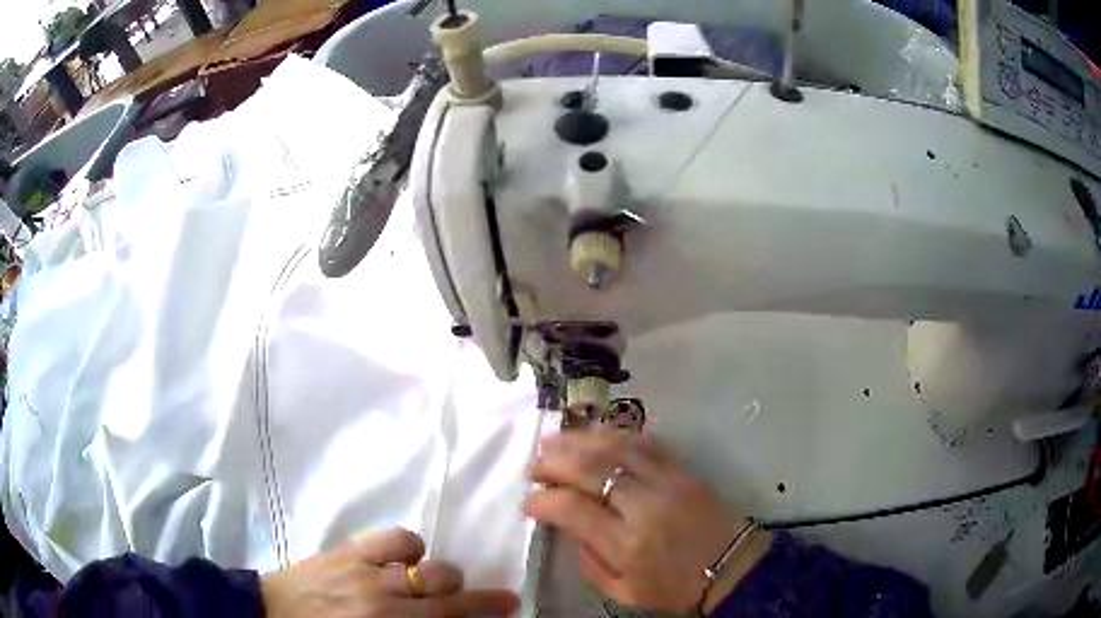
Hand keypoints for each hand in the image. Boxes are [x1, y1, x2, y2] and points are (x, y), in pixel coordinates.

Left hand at [261, 527, 519, 616]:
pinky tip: (406, 557)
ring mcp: (366, 570)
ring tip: (430, 583)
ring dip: (441, 576)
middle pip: (448, 591)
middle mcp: (386, 600)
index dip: (485, 611)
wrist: (267, 614)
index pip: (450, 617)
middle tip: (470, 601)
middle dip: (470, 596)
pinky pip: (395, 539)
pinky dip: (410, 547)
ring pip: (429, 565)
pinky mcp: (348, 550)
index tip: (510, 605)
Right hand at [525, 432, 770, 614]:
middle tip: (533, 464)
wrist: (731, 567)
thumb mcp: (624, 593)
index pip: (571, 507)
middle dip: (553, 462)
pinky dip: (616, 433)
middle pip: (590, 468)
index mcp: (625, 543)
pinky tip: (596, 432)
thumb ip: (589, 563)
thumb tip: (569, 528)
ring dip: (579, 439)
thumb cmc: (674, 586)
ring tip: (554, 439)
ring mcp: (665, 481)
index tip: (529, 501)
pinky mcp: (682, 469)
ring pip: (616, 447)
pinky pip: (645, 442)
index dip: (542, 500)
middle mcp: (642, 505)